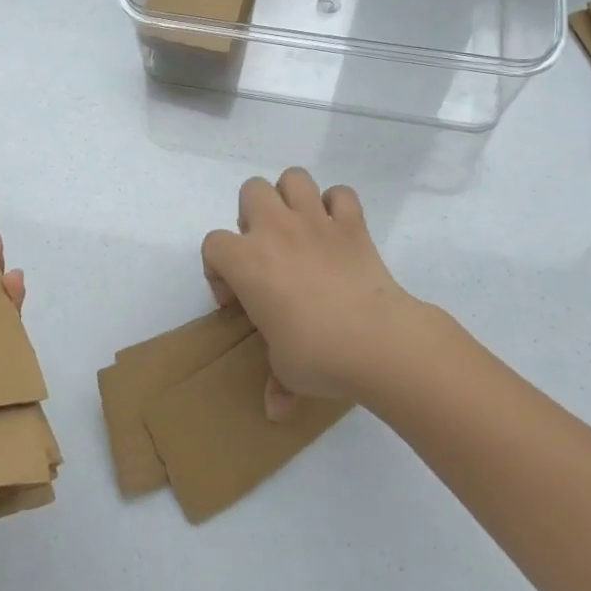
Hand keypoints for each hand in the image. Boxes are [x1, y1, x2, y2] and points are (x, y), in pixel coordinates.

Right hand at [201, 168, 427, 418]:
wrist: (376, 340)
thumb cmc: (316, 354)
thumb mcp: (286, 370)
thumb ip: (276, 384)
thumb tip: (276, 412)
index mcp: (246, 261)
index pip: (213, 245)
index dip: (218, 270)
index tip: (238, 300)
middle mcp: (276, 230)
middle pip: (250, 191)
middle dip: (252, 215)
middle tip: (267, 252)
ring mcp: (316, 221)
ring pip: (294, 178)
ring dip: (291, 197)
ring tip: (299, 229)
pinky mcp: (352, 224)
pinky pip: (342, 195)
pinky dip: (337, 206)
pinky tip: (338, 230)